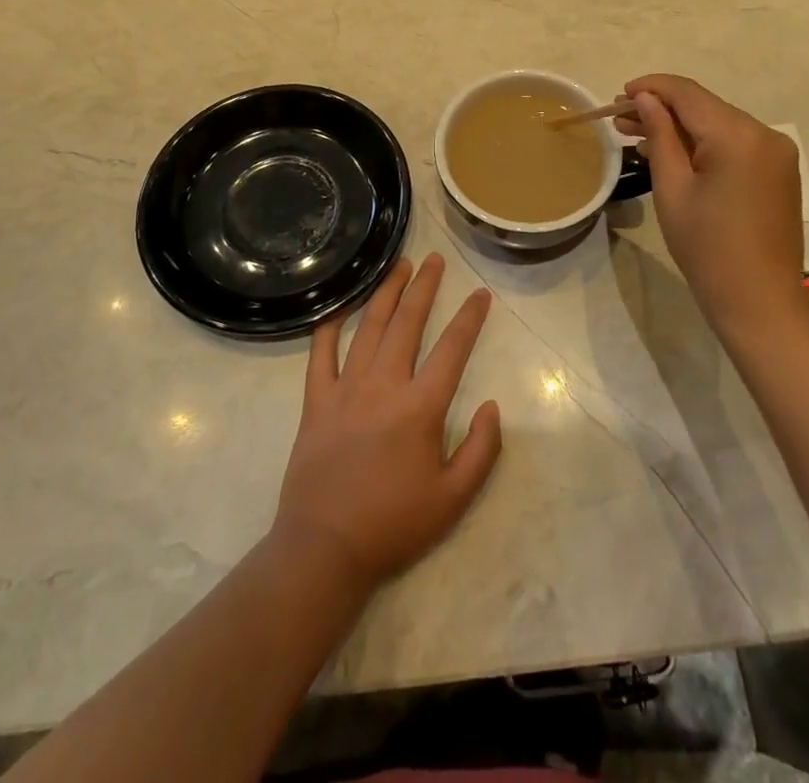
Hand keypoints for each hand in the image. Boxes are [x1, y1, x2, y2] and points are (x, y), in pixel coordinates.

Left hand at [273, 254, 501, 592]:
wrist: (324, 549)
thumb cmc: (394, 524)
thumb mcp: (454, 498)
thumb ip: (482, 450)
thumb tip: (492, 405)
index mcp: (420, 406)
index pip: (453, 347)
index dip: (470, 317)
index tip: (480, 294)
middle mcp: (384, 384)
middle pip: (407, 322)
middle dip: (424, 286)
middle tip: (435, 259)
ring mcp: (345, 388)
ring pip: (368, 326)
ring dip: (386, 292)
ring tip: (399, 266)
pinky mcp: (315, 400)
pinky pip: (321, 353)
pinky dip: (330, 325)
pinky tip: (340, 305)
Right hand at [616, 74, 807, 339]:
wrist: (759, 301)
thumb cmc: (706, 248)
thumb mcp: (672, 188)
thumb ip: (659, 134)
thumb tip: (645, 98)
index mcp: (738, 135)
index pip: (688, 94)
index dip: (651, 88)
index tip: (619, 94)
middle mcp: (764, 133)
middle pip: (704, 107)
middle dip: (662, 109)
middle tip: (619, 120)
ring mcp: (777, 152)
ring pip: (719, 124)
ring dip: (681, 128)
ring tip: (638, 137)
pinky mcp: (779, 170)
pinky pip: (735, 144)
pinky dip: (704, 144)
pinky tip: (674, 154)